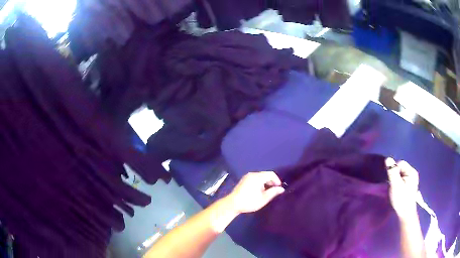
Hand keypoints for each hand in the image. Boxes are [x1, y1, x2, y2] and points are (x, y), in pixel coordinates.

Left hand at [226, 171, 284, 213]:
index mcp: (258, 177)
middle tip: (274, 190)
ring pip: (260, 176)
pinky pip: (255, 178)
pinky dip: (259, 182)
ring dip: (265, 182)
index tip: (279, 188)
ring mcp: (247, 177)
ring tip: (267, 191)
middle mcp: (252, 174)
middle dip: (271, 181)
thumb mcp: (263, 198)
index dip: (277, 180)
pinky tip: (259, 191)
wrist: (233, 204)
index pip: (271, 174)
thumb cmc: (249, 201)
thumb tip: (281, 189)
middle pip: (265, 174)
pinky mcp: (243, 180)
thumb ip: (273, 192)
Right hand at [386, 158, 419, 219]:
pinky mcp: (410, 186)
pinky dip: (399, 183)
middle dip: (395, 175)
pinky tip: (398, 191)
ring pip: (401, 174)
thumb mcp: (395, 185)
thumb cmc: (401, 199)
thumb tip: (388, 158)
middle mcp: (413, 173)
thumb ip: (392, 172)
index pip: (400, 163)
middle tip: (392, 186)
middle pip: (401, 169)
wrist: (406, 214)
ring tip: (395, 189)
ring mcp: (412, 180)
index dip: (394, 170)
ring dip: (396, 180)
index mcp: (411, 172)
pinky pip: (403, 179)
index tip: (391, 181)